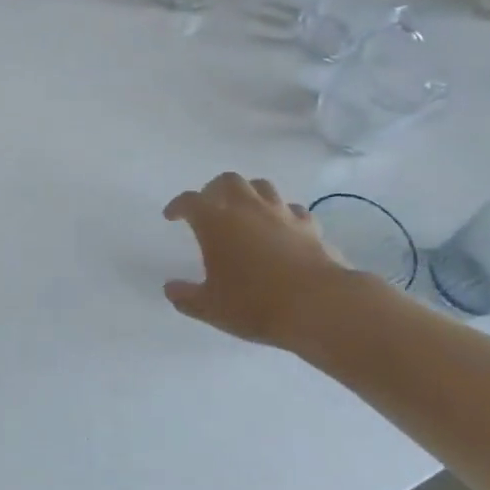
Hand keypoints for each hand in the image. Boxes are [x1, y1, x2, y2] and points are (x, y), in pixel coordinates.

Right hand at [162, 173, 360, 347]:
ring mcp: (281, 214)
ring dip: (249, 194)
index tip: (172, 216)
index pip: (190, 201)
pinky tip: (282, 228)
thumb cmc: (255, 304)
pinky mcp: (309, 226)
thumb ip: (186, 297)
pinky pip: (292, 210)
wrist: (319, 306)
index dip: (178, 206)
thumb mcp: (210, 308)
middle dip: (215, 189)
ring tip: (245, 211)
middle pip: (228, 181)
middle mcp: (247, 208)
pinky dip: (282, 214)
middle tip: (210, 206)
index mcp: (215, 222)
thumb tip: (170, 289)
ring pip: (262, 187)